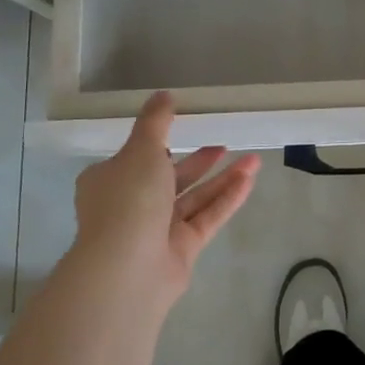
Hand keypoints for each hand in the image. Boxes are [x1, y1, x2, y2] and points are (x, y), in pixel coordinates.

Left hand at [72, 91, 260, 307]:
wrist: (127, 269)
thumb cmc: (128, 200)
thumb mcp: (141, 149)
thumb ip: (155, 121)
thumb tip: (163, 94)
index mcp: (110, 180)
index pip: (135, 158)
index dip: (158, 144)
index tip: (184, 128)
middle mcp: (131, 205)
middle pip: (170, 178)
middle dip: (199, 161)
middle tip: (224, 143)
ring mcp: (157, 230)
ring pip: (194, 197)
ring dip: (222, 178)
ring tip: (253, 159)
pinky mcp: (181, 249)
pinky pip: (207, 217)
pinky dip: (227, 198)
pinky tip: (250, 179)